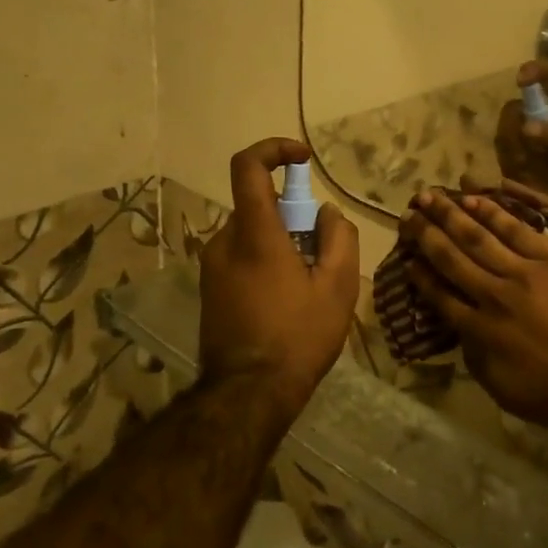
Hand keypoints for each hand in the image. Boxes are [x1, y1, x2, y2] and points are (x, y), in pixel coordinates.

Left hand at [199, 139, 359, 417]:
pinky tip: (286, 301)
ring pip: (252, 233)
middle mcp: (224, 242)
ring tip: (307, 286)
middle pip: (259, 205)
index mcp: (254, 234)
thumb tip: (325, 214)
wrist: (247, 397)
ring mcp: (211, 267)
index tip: (303, 160)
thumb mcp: (338, 286)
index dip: (274, 149)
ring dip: (281, 242)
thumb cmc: (298, 337)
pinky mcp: (209, 289)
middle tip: (321, 253)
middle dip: (293, 216)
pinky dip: (266, 261)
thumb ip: (339, 236)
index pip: (248, 167)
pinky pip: (241, 257)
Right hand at [399, 188, 547, 430]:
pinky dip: (492, 213)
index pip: (440, 296)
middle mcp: (493, 295)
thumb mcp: (502, 388)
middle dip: (426, 234)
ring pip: (478, 237)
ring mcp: (523, 273)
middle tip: (408, 213)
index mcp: (480, 331)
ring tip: (430, 196)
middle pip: (451, 258)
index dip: (420, 275)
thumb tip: (461, 330)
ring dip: (450, 214)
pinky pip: (516, 230)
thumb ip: (475, 356)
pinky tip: (473, 198)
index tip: (406, 258)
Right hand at [495, 62, 547, 212]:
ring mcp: (532, 140)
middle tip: (522, 147)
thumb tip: (525, 128)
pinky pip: (505, 158)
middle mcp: (543, 117)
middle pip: (513, 109)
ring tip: (527, 167)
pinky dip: (510, 167)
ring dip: (510, 150)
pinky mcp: (526, 161)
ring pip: (504, 134)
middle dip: (511, 126)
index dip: (534, 70)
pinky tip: (525, 179)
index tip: (520, 81)